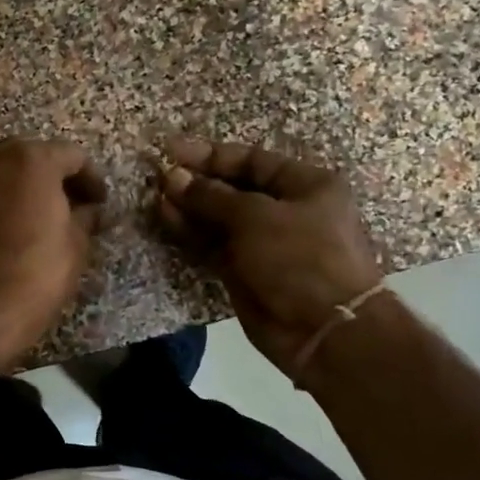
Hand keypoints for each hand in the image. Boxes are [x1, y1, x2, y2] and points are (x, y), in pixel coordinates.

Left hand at [0, 139, 107, 361]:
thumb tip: (90, 210)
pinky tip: (22, 222)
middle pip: (38, 156)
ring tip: (50, 216)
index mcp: (33, 158)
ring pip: (11, 169)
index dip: (92, 180)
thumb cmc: (38, 272)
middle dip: (60, 178)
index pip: (73, 156)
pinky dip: (9, 195)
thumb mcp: (77, 242)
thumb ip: (86, 215)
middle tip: (79, 207)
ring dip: (32, 185)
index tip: (101, 204)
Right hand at [156, 137, 382, 373]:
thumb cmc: (300, 257)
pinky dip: (191, 233)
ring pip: (219, 218)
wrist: (323, 329)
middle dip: (197, 181)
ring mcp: (263, 243)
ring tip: (156, 196)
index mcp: (304, 185)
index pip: (252, 160)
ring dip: (189, 207)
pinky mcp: (244, 271)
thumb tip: (173, 177)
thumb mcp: (256, 216)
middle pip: (234, 188)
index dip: (211, 155)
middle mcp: (285, 210)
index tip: (171, 150)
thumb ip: (211, 196)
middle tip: (158, 175)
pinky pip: (213, 245)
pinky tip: (166, 217)